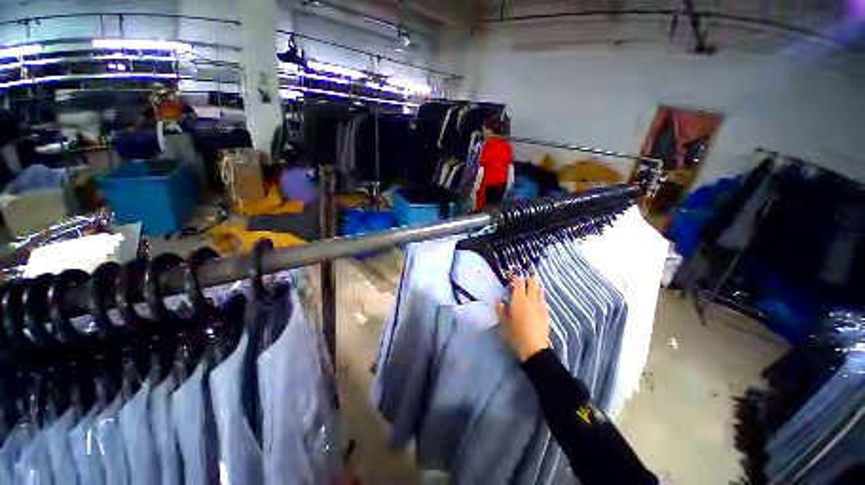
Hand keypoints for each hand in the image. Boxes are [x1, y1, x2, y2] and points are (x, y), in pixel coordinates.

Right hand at [497, 275, 550, 361]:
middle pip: (532, 281)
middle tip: (518, 283)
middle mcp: (531, 299)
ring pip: (539, 289)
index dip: (514, 276)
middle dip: (526, 279)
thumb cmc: (516, 335)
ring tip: (526, 292)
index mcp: (519, 300)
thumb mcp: (503, 322)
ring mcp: (541, 305)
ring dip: (533, 287)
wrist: (534, 349)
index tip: (508, 277)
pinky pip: (543, 299)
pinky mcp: (546, 312)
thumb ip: (500, 309)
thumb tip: (500, 301)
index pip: (519, 281)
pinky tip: (533, 303)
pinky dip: (538, 296)